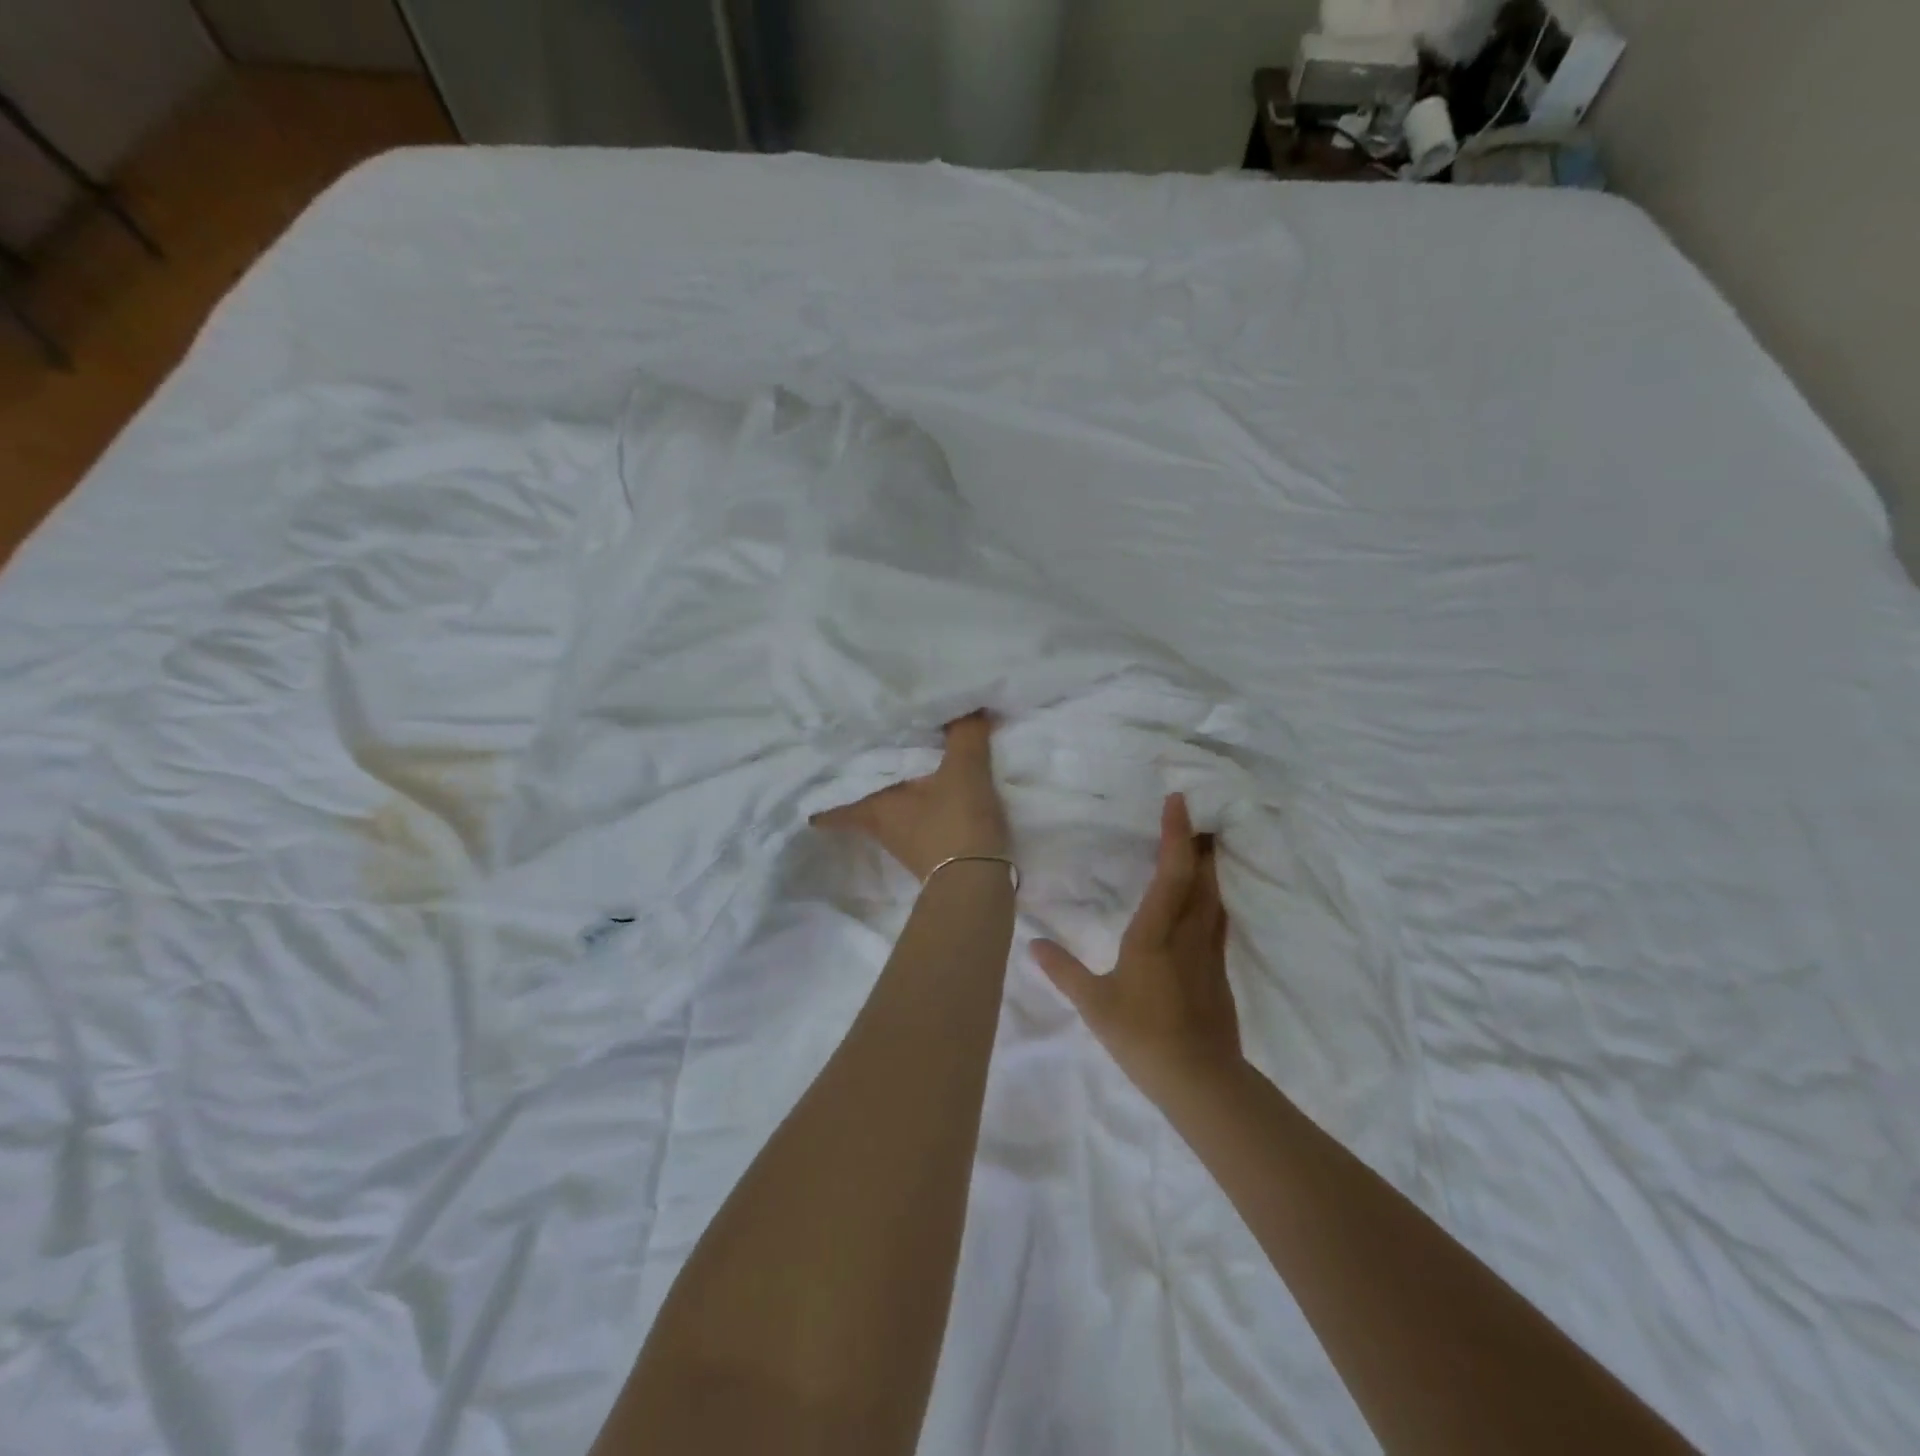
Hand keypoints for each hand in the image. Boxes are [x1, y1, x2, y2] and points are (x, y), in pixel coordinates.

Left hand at [812, 713, 1009, 881]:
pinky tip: (929, 784)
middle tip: (860, 748)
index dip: (822, 783)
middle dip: (859, 777)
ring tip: (897, 757)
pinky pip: (911, 815)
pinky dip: (915, 800)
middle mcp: (879, 823)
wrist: (978, 884)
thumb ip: (963, 734)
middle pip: (859, 798)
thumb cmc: (956, 823)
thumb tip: (966, 704)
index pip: (832, 797)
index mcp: (874, 804)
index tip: (815, 762)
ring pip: (885, 806)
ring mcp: (901, 840)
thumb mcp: (964, 770)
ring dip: (889, 788)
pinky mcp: (926, 850)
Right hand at [1033, 793, 1241, 1107]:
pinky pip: (1218, 919)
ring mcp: (1209, 952)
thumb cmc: (1142, 1036)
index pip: (1172, 873)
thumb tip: (1033, 943)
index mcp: (1155, 934)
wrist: (1201, 1080)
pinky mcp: (1219, 970)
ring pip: (1214, 897)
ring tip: (1204, 845)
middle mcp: (1188, 934)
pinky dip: (1213, 897)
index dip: (1176, 834)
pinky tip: (1209, 899)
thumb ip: (1063, 971)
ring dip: (1211, 866)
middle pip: (1201, 877)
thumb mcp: (1094, 1004)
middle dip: (1199, 842)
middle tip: (1197, 812)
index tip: (1178, 800)